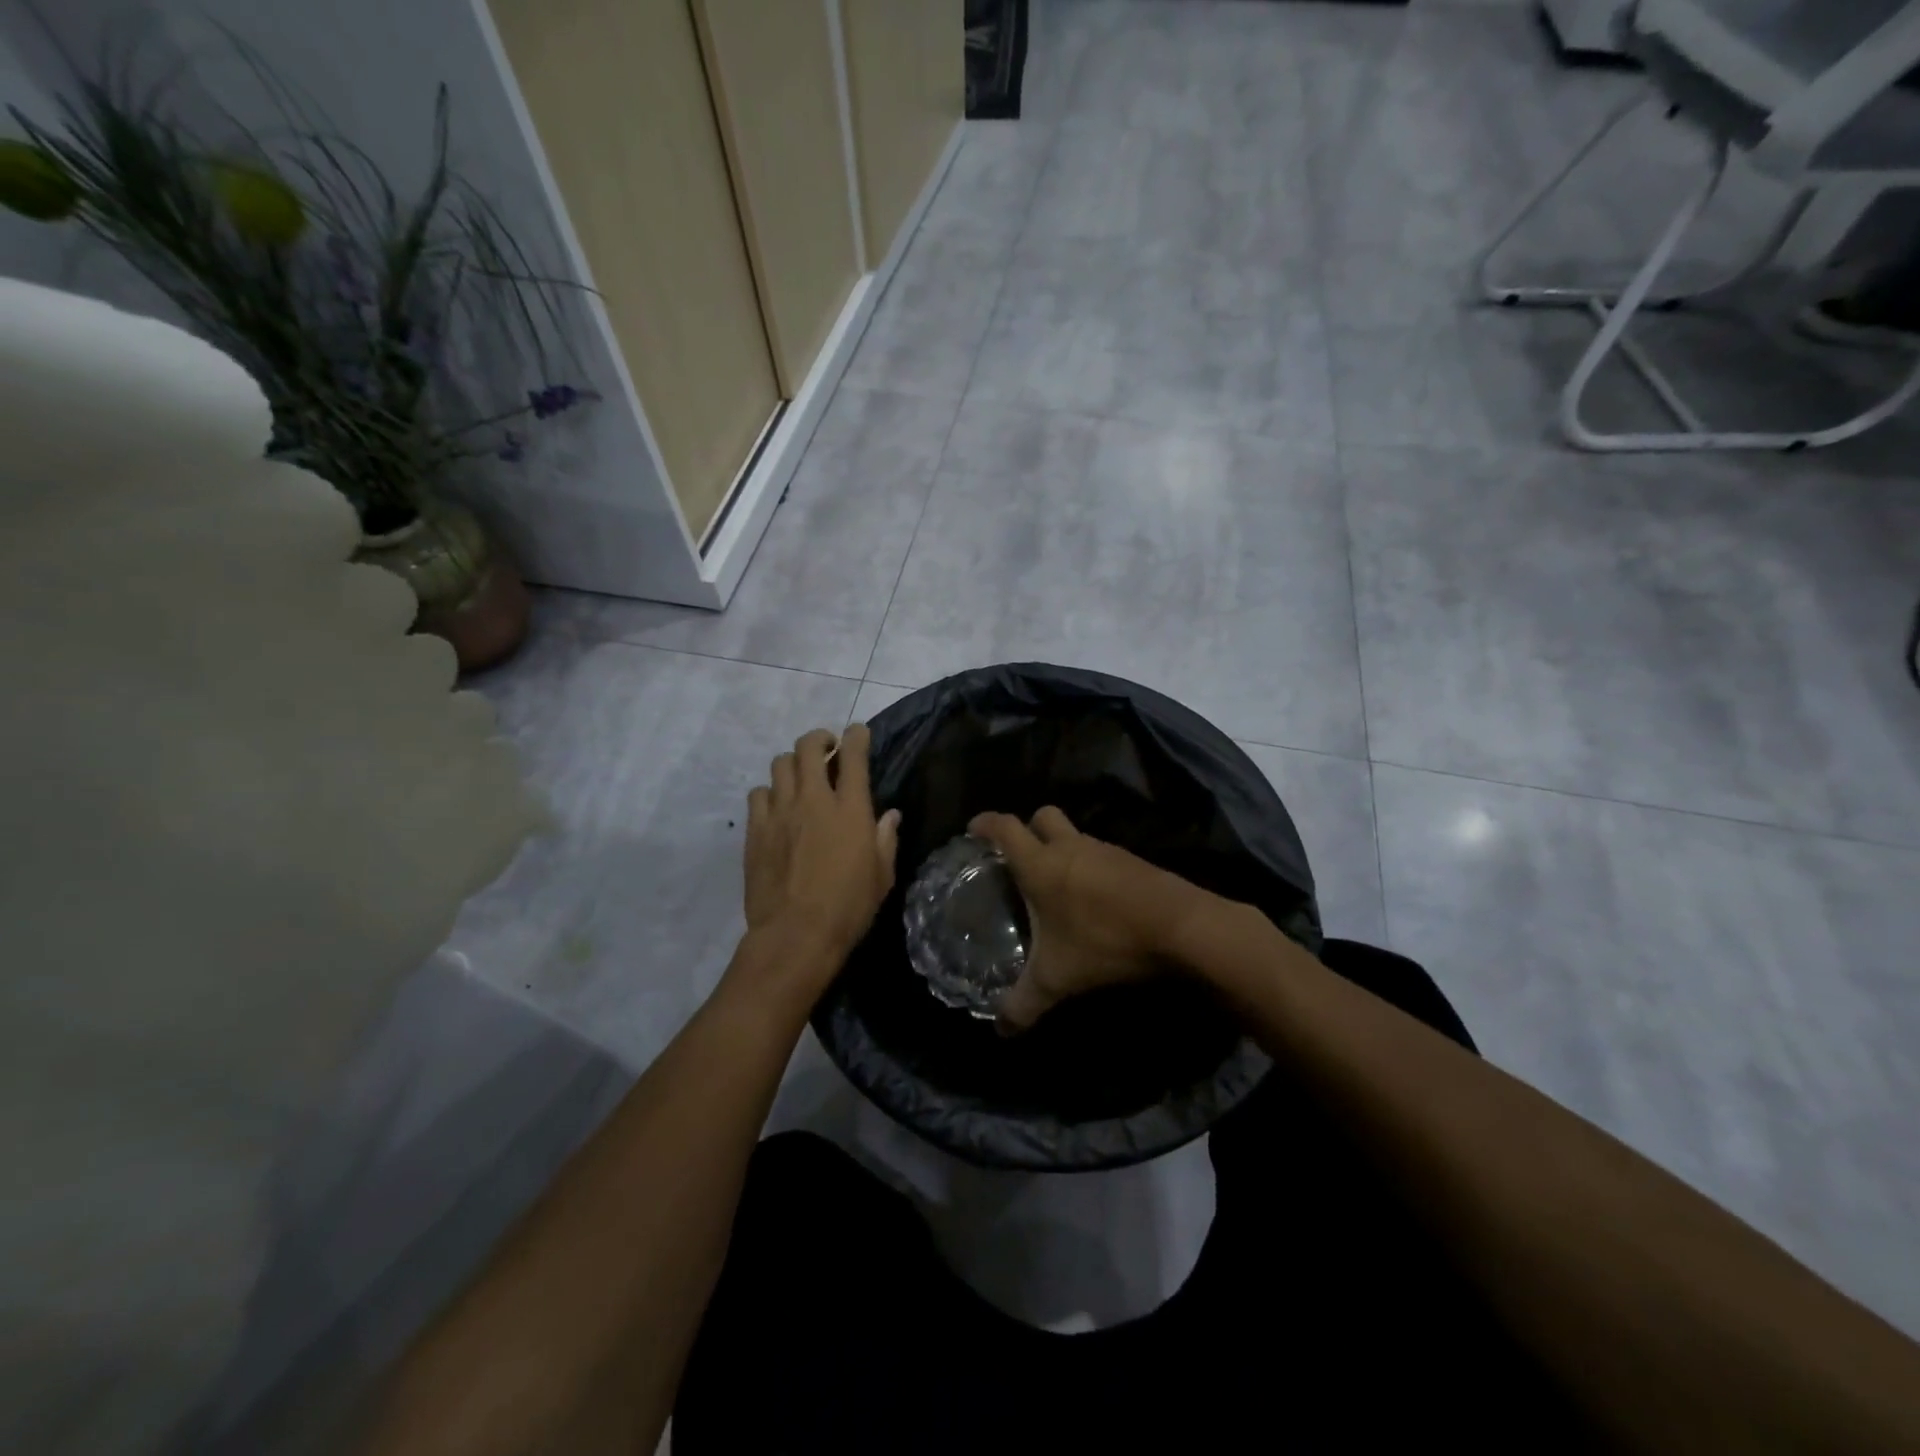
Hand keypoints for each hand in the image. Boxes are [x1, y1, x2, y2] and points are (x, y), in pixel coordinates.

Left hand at [742, 724, 900, 999]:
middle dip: (819, 739)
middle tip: (826, 749)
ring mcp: (780, 812)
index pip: (853, 754)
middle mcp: (814, 800)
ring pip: (780, 764)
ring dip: (793, 763)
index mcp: (850, 809)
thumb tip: (889, 815)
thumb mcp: (881, 876)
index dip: (856, 736)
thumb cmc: (848, 907)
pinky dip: (769, 792)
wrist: (795, 935)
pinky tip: (776, 807)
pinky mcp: (756, 829)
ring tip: (800, 778)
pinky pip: (758, 794)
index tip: (858, 733)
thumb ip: (885, 839)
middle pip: (808, 747)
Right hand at [968, 807, 1210, 1033]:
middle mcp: (1071, 847)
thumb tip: (1001, 1029)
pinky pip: (1101, 854)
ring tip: (1056, 886)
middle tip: (1019, 855)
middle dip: (1028, 828)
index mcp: (1042, 865)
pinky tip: (1092, 900)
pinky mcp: (1132, 861)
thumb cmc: (1105, 941)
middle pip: (1043, 816)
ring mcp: (1105, 850)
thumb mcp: (1057, 978)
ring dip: (1062, 849)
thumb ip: (1024, 1003)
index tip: (974, 828)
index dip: (986, 823)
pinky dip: (1090, 867)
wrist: (1179, 926)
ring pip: (1075, 835)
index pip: (1006, 828)